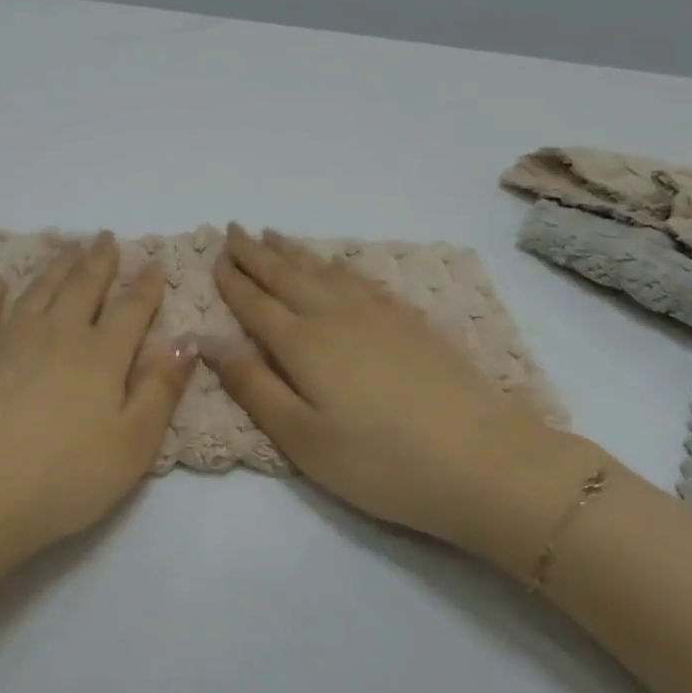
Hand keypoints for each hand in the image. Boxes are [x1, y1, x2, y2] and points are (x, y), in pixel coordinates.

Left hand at [0, 233, 198, 554]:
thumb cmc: (61, 479)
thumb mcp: (132, 446)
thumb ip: (161, 390)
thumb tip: (188, 340)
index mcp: (100, 356)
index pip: (131, 310)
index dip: (146, 285)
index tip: (154, 262)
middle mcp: (56, 334)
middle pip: (83, 288)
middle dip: (98, 261)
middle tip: (105, 237)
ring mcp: (5, 339)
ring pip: (38, 290)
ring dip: (56, 267)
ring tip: (68, 247)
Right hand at [206, 225, 603, 577]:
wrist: (484, 460)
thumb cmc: (380, 462)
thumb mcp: (301, 438)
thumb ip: (252, 385)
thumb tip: (207, 339)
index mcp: (304, 343)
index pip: (257, 303)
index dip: (233, 280)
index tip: (215, 255)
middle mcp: (337, 316)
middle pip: (288, 276)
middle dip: (257, 253)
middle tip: (235, 230)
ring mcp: (379, 314)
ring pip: (325, 271)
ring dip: (295, 252)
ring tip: (274, 236)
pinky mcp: (412, 322)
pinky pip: (362, 279)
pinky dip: (338, 265)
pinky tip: (337, 265)